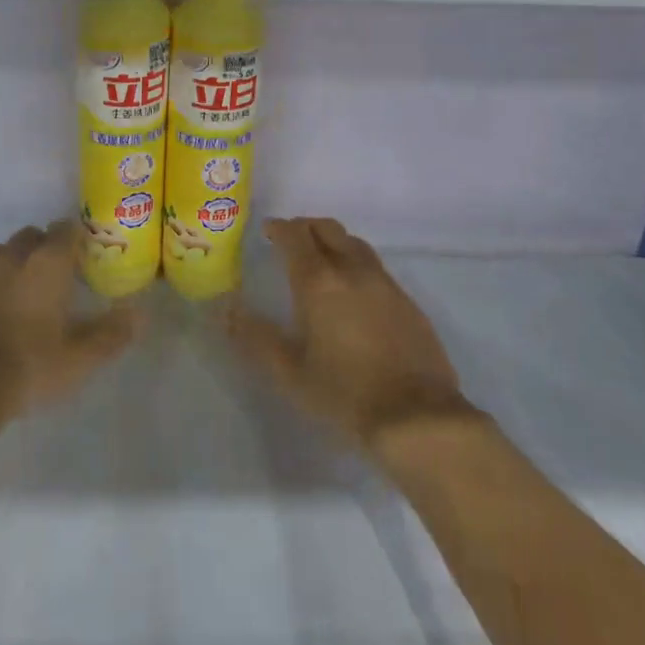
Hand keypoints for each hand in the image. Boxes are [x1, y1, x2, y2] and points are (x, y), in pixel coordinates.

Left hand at [0, 222, 141, 424]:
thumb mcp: (79, 359)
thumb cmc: (27, 367)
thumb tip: (139, 313)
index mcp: (46, 263)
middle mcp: (11, 257)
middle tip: (56, 277)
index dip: (77, 238)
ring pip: (0, 254)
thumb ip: (111, 334)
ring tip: (24, 294)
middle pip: (31, 236)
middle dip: (44, 248)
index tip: (85, 256)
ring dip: (14, 264)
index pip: (66, 229)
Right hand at [229, 217, 473, 455]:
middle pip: (327, 228)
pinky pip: (375, 267)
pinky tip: (354, 291)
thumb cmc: (345, 394)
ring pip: (354, 243)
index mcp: (318, 281)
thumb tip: (227, 310)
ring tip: (322, 260)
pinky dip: (356, 263)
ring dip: (333, 241)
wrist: (418, 417)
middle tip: (291, 240)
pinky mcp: (407, 301)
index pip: (295, 235)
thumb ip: (255, 338)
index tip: (267, 231)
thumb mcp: (289, 372)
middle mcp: (352, 270)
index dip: (279, 228)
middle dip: (306, 227)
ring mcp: (384, 283)